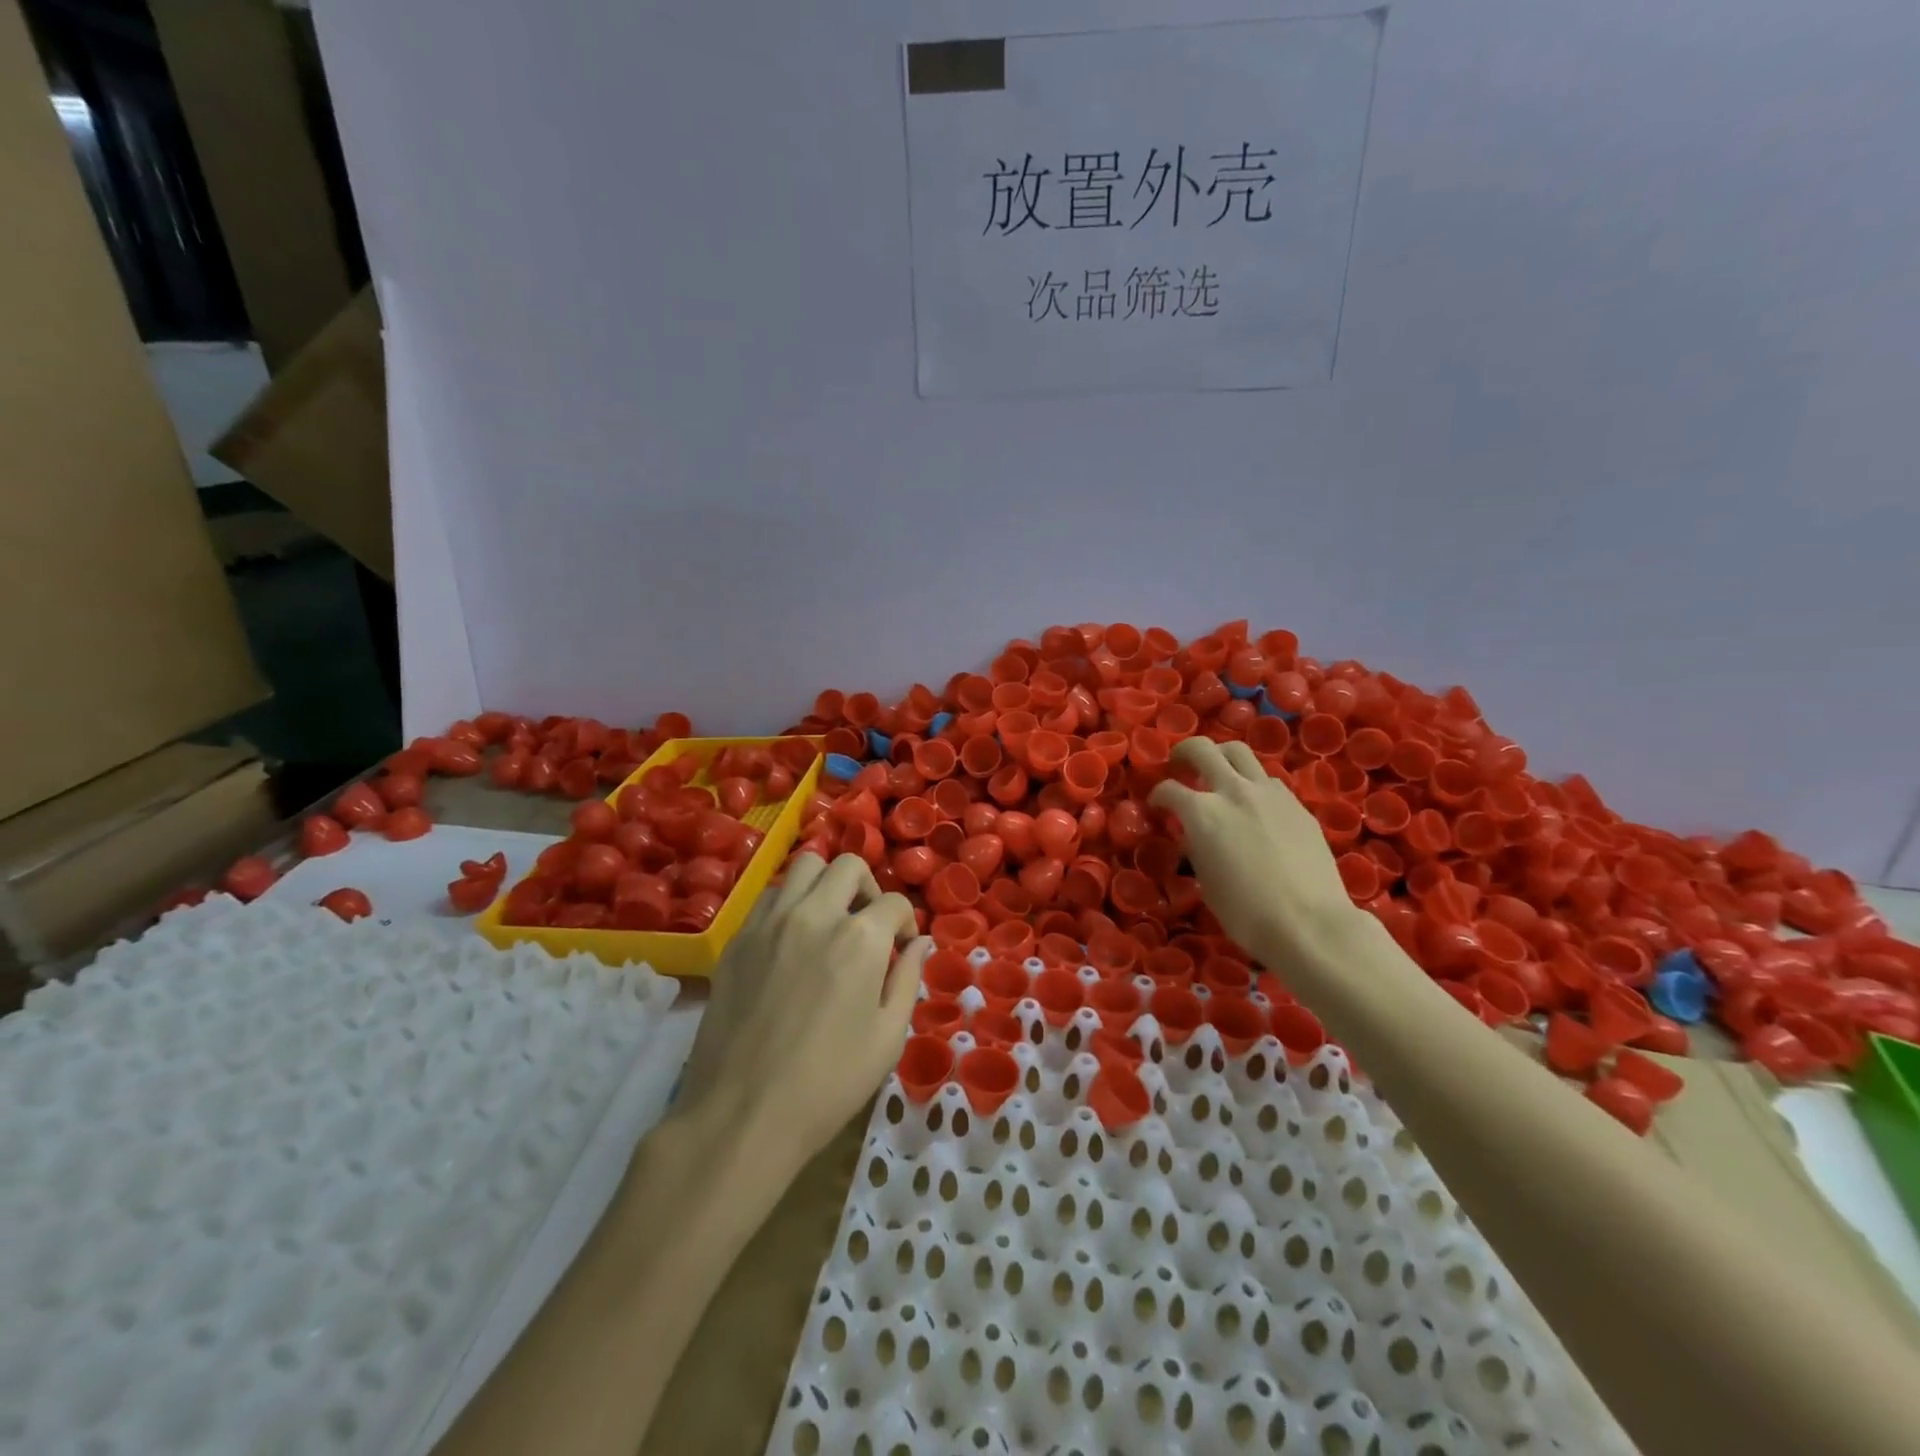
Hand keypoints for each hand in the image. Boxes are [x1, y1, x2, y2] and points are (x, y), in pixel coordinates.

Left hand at [674, 853, 930, 1172]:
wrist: (743, 1113)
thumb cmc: (829, 1083)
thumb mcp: (888, 1037)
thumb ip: (908, 978)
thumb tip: (920, 942)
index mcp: (860, 939)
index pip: (895, 902)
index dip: (906, 923)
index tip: (902, 947)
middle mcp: (815, 914)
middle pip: (849, 866)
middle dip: (868, 889)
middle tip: (868, 924)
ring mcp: (770, 921)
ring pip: (804, 866)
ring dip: (826, 884)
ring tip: (829, 920)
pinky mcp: (738, 938)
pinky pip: (770, 895)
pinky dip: (790, 901)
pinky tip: (793, 938)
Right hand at [1149, 737, 1364, 979]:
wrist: (1309, 923)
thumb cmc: (1246, 913)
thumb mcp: (1206, 881)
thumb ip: (1196, 847)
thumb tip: (1194, 836)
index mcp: (1202, 813)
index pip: (1168, 789)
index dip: (1157, 796)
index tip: (1157, 805)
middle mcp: (1233, 791)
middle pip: (1203, 749)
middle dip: (1185, 753)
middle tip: (1181, 765)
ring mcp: (1269, 793)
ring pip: (1239, 752)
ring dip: (1222, 757)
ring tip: (1219, 774)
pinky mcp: (1296, 803)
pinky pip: (1267, 779)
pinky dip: (1252, 782)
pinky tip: (1254, 804)